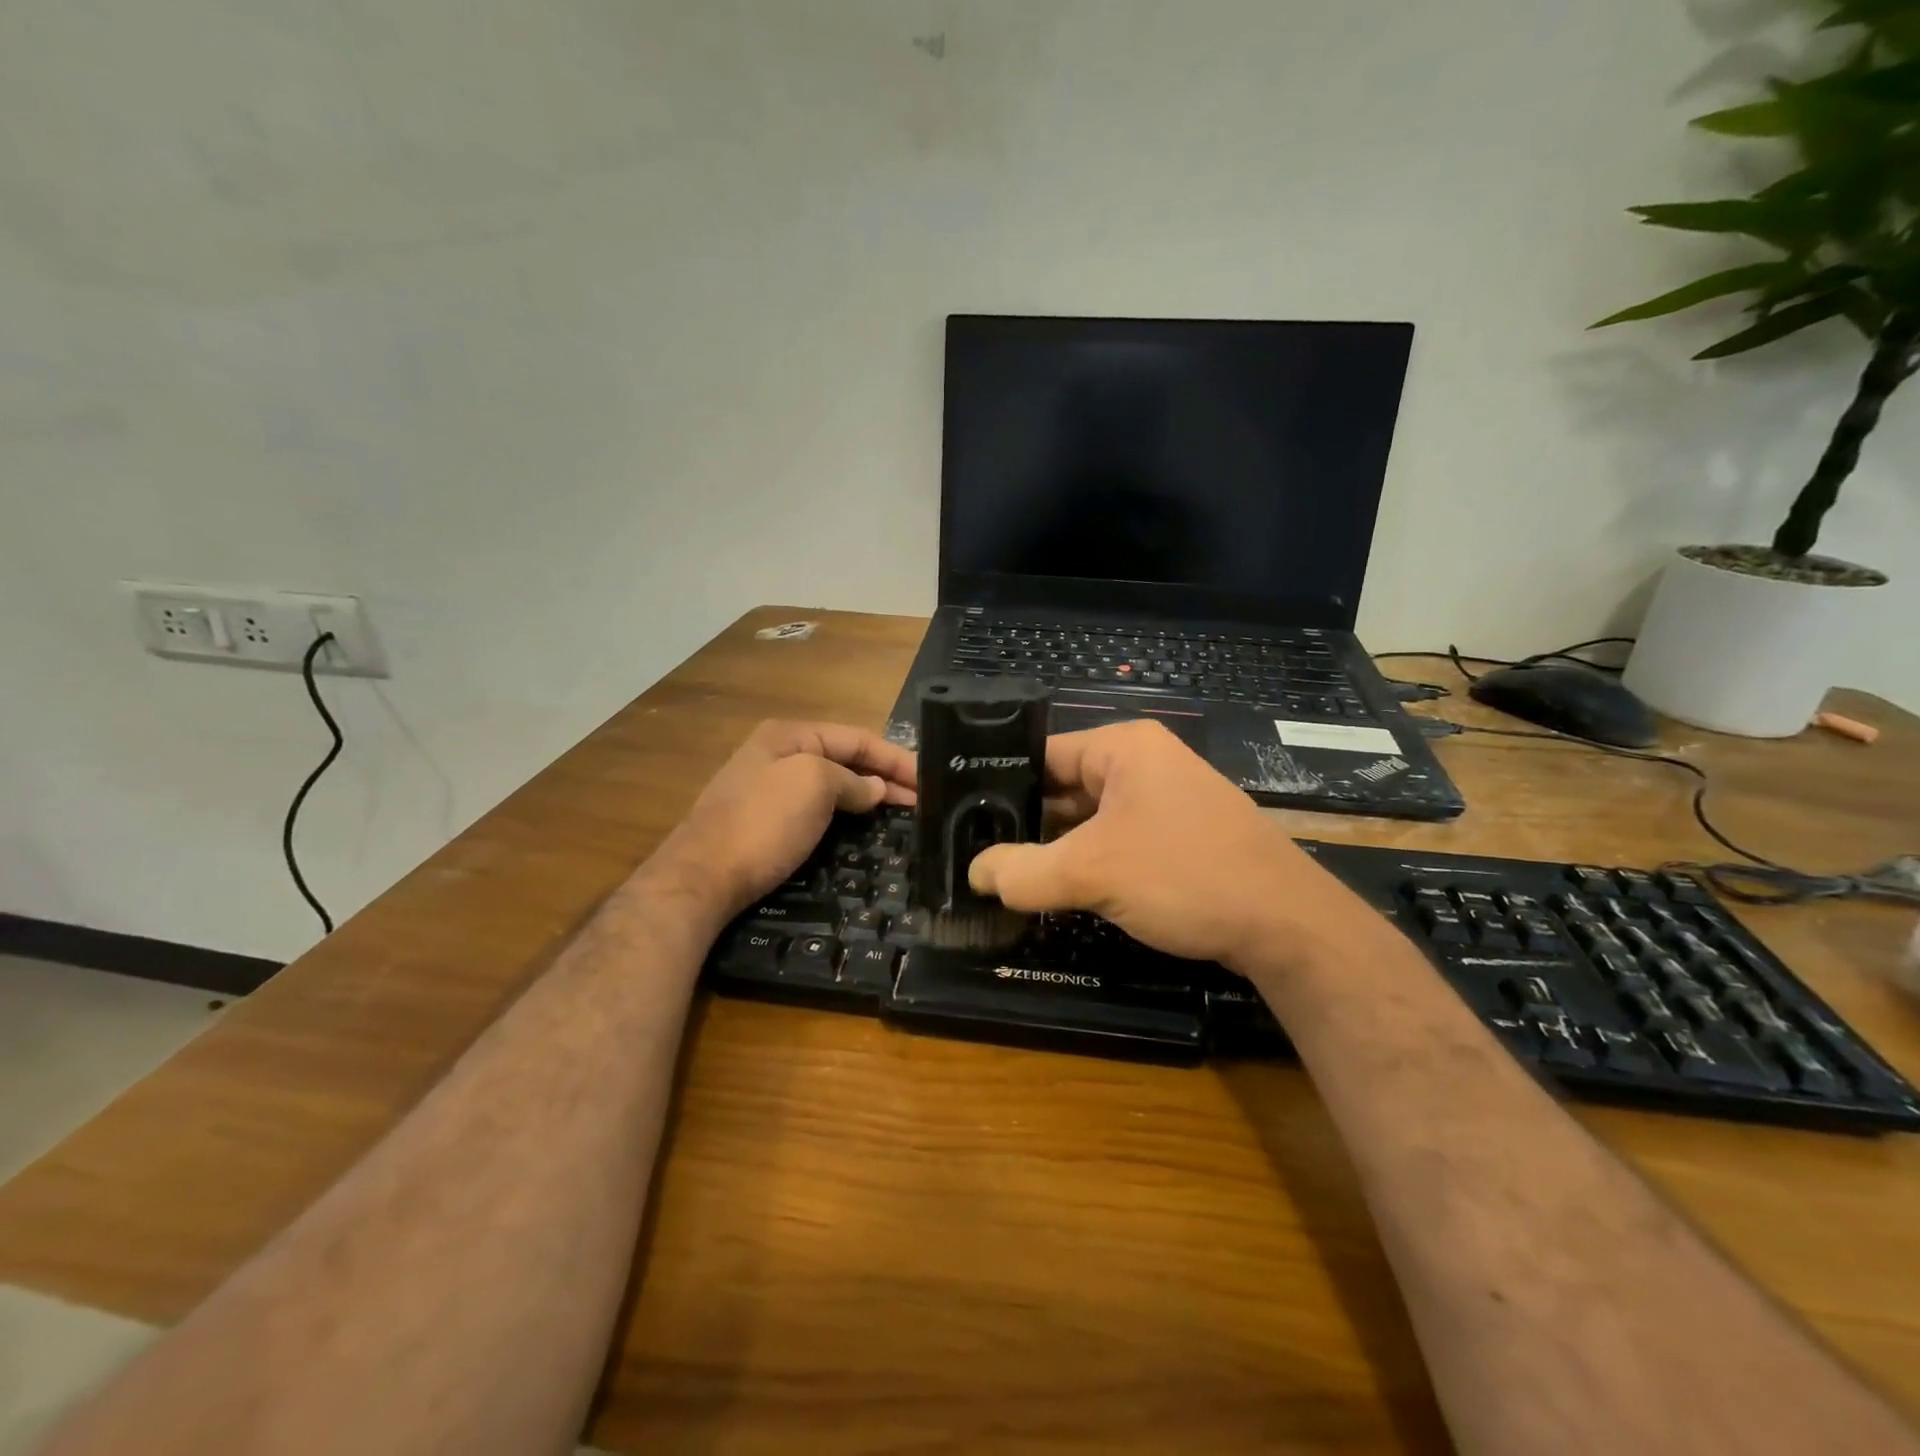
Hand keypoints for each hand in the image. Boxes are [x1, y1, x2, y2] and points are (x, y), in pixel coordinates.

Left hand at [651, 720, 916, 920]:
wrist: (701, 878)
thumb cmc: (762, 823)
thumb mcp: (814, 785)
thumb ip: (851, 781)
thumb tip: (874, 789)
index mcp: (789, 735)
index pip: (856, 737)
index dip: (895, 757)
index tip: (928, 779)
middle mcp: (778, 755)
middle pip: (844, 760)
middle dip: (885, 777)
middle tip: (924, 801)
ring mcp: (768, 790)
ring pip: (831, 787)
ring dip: (867, 797)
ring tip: (902, 815)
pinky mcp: (764, 824)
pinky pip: (816, 811)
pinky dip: (844, 817)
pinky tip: (862, 831)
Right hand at [967, 720, 1371, 971]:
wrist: (1287, 925)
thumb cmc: (1185, 875)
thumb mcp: (1092, 872)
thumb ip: (1023, 871)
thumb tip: (974, 874)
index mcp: (1123, 746)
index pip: (1041, 753)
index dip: (998, 784)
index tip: (959, 817)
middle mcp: (1142, 763)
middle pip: (1062, 785)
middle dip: (1024, 820)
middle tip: (974, 851)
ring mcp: (1162, 800)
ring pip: (1087, 818)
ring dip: (1054, 846)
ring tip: (1003, 872)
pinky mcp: (1175, 835)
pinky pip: (1114, 839)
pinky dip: (1085, 860)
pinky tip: (1055, 887)